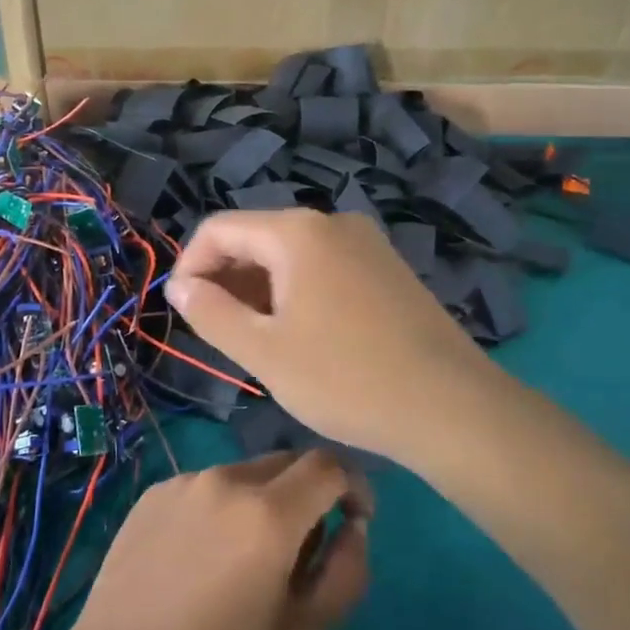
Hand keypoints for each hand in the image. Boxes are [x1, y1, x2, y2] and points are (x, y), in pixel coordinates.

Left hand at [53, 451, 371, 629]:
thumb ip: (344, 574)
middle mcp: (226, 480)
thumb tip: (353, 528)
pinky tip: (199, 559)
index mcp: (268, 513)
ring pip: (245, 475)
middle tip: (300, 552)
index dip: (354, 486)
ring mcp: (183, 483)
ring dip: (263, 502)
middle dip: (309, 494)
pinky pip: (206, 487)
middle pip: (288, 464)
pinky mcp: (152, 493)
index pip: (329, 465)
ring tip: (243, 562)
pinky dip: (222, 508)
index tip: (354, 520)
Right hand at [165, 208, 499, 465]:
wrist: (450, 407)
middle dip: (226, 280)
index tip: (182, 312)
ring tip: (257, 340)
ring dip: (260, 290)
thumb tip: (179, 285)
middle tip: (218, 333)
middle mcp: (333, 223)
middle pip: (256, 238)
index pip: (219, 229)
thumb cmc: (344, 378)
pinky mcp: (388, 269)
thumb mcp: (263, 351)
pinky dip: (296, 292)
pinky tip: (302, 336)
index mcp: (297, 232)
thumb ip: (210, 312)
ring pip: (291, 255)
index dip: (189, 266)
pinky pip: (324, 267)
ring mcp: (367, 243)